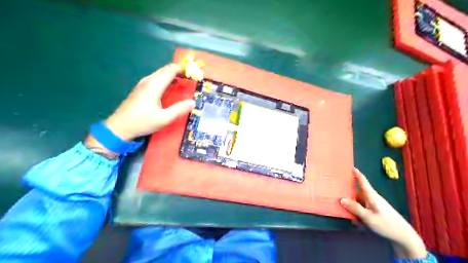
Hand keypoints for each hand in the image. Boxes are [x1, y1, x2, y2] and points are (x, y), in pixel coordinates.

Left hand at [84, 64, 193, 155]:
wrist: (119, 127)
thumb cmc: (142, 122)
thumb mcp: (164, 118)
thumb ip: (179, 109)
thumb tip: (193, 102)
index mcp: (154, 86)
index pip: (170, 70)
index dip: (183, 69)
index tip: (194, 73)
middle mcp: (148, 81)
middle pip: (165, 69)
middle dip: (179, 70)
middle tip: (191, 77)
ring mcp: (142, 84)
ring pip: (160, 73)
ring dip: (172, 74)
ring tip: (183, 81)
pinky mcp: (140, 88)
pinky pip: (156, 78)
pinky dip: (166, 78)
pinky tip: (170, 86)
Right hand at [341, 169, 426, 258]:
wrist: (405, 238)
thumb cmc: (387, 225)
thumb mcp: (369, 218)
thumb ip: (355, 208)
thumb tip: (342, 199)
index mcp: (371, 195)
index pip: (362, 180)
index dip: (355, 172)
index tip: (347, 166)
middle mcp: (372, 198)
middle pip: (357, 191)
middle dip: (347, 192)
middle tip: (336, 192)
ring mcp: (373, 205)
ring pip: (358, 201)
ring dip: (352, 206)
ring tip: (343, 210)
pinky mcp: (375, 212)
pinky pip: (362, 208)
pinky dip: (357, 212)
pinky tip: (355, 221)